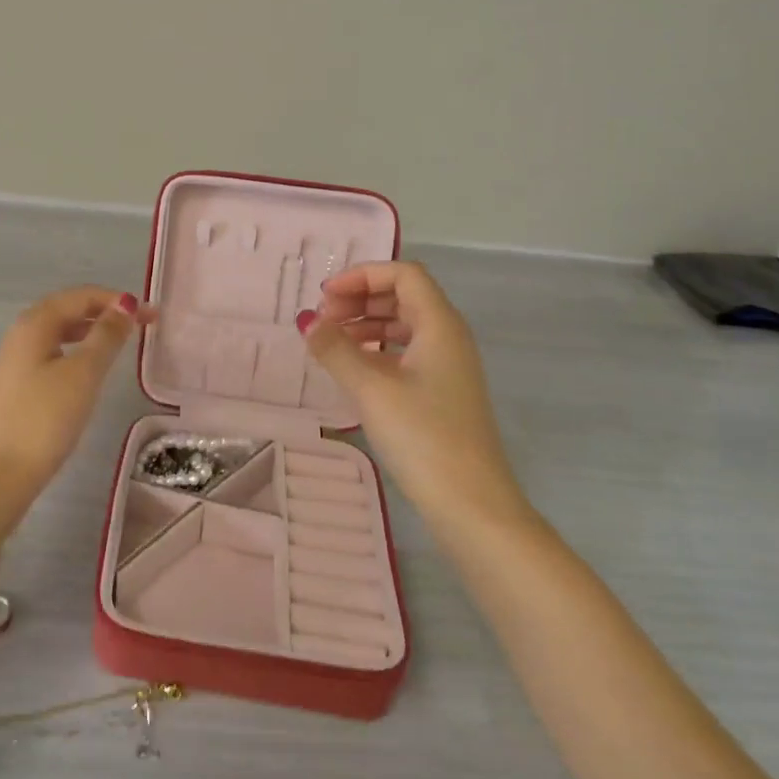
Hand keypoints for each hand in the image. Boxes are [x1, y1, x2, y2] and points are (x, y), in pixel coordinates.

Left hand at [0, 285, 153, 484]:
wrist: (0, 474)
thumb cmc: (46, 418)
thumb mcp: (84, 373)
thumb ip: (106, 336)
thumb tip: (124, 305)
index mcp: (35, 323)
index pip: (81, 296)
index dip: (117, 301)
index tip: (150, 315)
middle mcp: (19, 333)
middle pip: (67, 309)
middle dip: (104, 312)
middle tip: (139, 326)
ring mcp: (13, 360)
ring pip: (57, 332)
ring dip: (89, 330)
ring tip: (117, 343)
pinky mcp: (13, 385)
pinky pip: (49, 352)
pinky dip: (74, 350)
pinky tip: (86, 369)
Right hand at [298, 262, 528, 523]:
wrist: (471, 504)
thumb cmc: (422, 436)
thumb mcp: (370, 388)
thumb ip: (335, 349)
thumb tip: (307, 321)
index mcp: (439, 324)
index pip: (402, 274)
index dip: (361, 276)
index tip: (325, 298)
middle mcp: (448, 337)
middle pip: (403, 295)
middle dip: (360, 298)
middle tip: (323, 320)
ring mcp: (448, 366)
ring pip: (404, 325)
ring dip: (366, 324)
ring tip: (331, 343)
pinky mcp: (442, 392)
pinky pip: (406, 352)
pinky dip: (377, 349)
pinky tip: (353, 369)